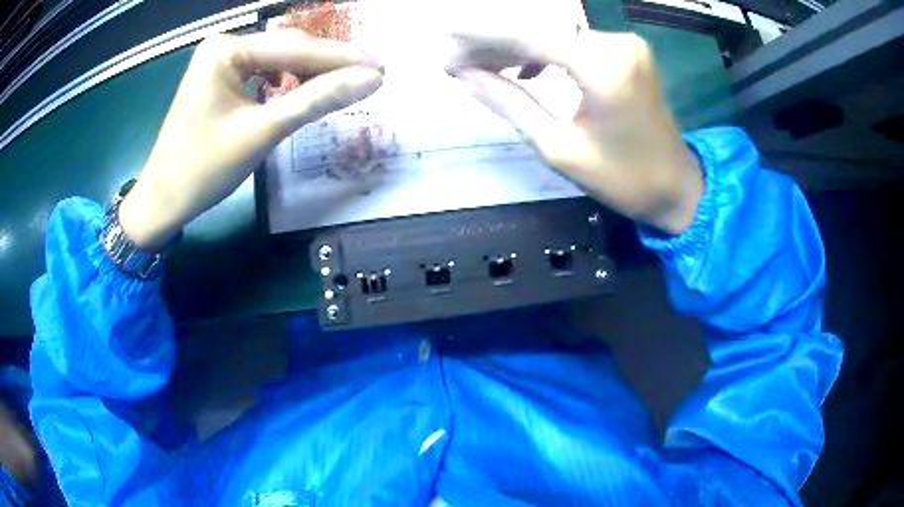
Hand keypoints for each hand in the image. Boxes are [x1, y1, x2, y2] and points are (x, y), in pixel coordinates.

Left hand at [119, 31, 383, 249]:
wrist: (162, 201)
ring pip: (280, 61)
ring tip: (347, 86)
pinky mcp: (222, 80)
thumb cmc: (202, 169)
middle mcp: (225, 46)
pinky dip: (290, 84)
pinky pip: (266, 74)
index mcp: (226, 50)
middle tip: (371, 78)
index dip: (341, 59)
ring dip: (312, 74)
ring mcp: (222, 62)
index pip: (295, 49)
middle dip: (328, 65)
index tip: (382, 68)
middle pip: (289, 50)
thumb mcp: (262, 132)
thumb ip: (316, 101)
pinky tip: (307, 93)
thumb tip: (370, 80)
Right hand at [448, 29, 702, 234]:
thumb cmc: (623, 180)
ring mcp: (625, 44)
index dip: (479, 35)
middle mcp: (617, 43)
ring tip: (477, 64)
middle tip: (453, 59)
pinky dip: (544, 51)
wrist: (676, 187)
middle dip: (491, 41)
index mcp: (604, 68)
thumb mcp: (559, 148)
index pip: (528, 34)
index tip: (442, 42)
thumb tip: (463, 75)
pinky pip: (574, 41)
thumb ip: (510, 103)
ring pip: (554, 32)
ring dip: (514, 46)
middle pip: (540, 28)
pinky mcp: (627, 51)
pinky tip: (522, 69)